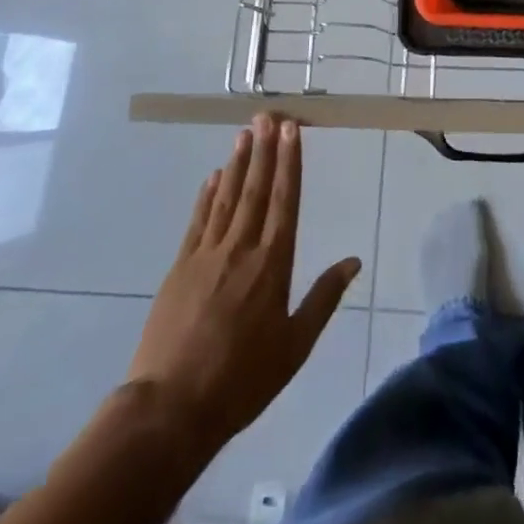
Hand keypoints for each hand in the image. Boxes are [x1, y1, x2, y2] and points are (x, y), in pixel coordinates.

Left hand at [127, 115, 360, 452]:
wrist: (170, 408)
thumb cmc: (242, 380)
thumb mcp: (294, 346)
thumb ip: (323, 298)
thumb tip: (353, 261)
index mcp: (273, 264)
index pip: (284, 200)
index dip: (289, 163)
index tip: (292, 130)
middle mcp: (241, 248)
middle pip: (255, 189)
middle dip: (264, 149)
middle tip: (267, 114)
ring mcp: (206, 255)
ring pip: (226, 197)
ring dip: (237, 163)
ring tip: (244, 133)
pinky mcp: (179, 267)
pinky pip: (197, 221)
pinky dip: (206, 196)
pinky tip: (212, 177)